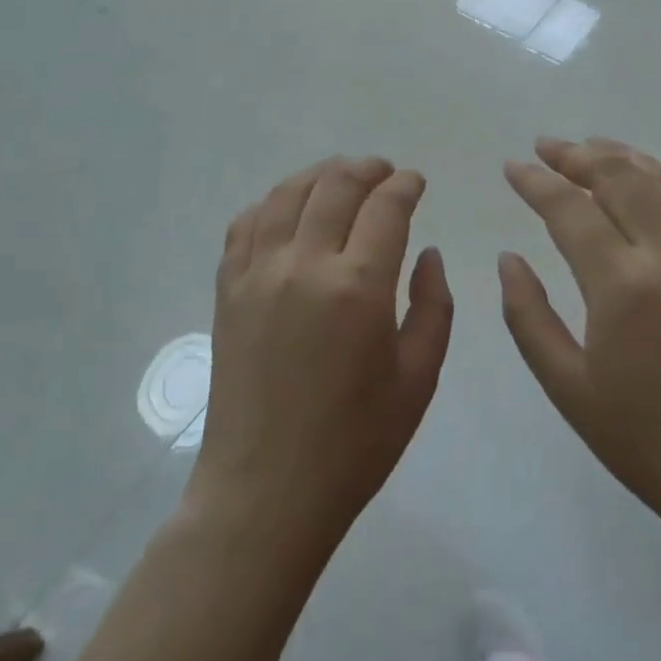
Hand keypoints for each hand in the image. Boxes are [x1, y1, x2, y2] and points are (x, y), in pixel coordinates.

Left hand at [190, 157, 454, 551]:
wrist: (266, 491)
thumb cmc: (354, 443)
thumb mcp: (418, 380)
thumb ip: (433, 306)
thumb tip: (428, 254)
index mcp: (358, 287)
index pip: (385, 207)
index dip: (404, 185)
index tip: (415, 182)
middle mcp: (304, 265)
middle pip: (335, 185)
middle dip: (366, 169)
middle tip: (383, 172)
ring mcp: (258, 273)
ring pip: (287, 193)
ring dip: (319, 175)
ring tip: (340, 177)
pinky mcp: (227, 288)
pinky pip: (247, 223)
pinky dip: (272, 202)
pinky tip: (288, 208)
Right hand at [499, 138, 660, 537]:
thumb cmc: (644, 440)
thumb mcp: (566, 387)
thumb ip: (528, 316)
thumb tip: (508, 258)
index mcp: (621, 286)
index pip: (569, 210)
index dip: (536, 182)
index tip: (510, 166)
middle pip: (619, 179)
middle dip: (577, 155)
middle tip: (544, 146)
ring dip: (623, 156)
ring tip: (589, 146)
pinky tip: (652, 173)